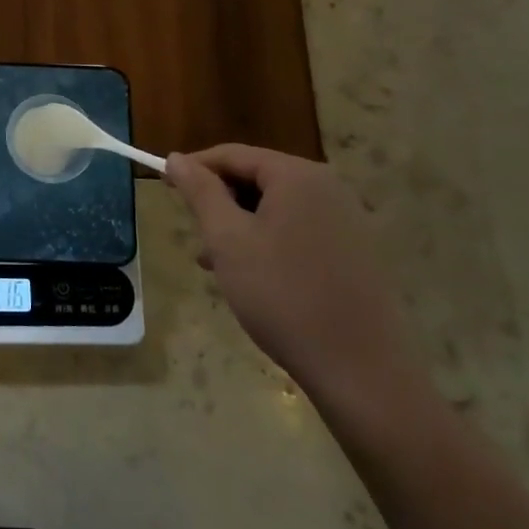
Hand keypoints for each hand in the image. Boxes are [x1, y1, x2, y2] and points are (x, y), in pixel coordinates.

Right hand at [164, 146, 417, 409]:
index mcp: (298, 176)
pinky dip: (269, 244)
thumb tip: (176, 157)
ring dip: (241, 228)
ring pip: (276, 209)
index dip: (194, 168)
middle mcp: (329, 187)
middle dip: (220, 204)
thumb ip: (200, 192)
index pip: (233, 155)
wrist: (363, 373)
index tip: (165, 187)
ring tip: (217, 266)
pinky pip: (300, 231)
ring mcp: (348, 220)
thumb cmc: (284, 296)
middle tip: (196, 238)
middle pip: (257, 179)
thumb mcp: (228, 240)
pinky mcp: (358, 253)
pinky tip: (255, 280)